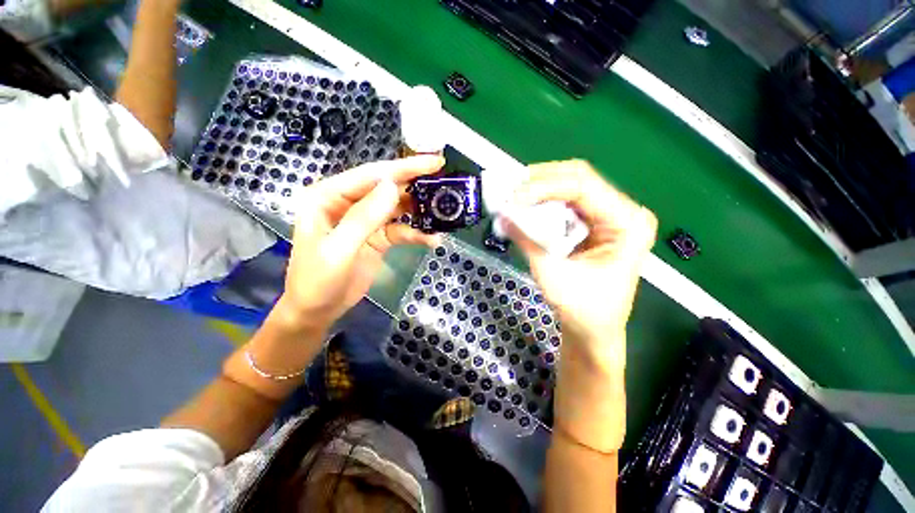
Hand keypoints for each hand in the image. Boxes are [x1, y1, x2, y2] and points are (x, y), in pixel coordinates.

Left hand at [275, 155, 443, 332]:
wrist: (318, 311)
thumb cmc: (317, 281)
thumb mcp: (338, 250)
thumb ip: (363, 218)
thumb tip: (392, 187)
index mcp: (329, 196)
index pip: (371, 175)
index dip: (404, 168)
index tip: (434, 163)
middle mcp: (348, 203)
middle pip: (387, 187)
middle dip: (416, 186)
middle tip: (446, 183)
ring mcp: (365, 220)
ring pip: (397, 208)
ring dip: (420, 211)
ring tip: (444, 213)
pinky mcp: (378, 237)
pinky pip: (401, 230)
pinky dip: (417, 233)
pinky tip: (432, 239)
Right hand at [506, 160, 656, 452]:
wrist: (594, 330)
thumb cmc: (582, 310)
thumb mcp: (551, 274)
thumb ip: (527, 241)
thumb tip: (502, 215)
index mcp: (627, 224)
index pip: (583, 187)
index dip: (544, 187)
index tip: (513, 196)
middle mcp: (624, 212)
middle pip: (579, 178)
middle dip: (541, 180)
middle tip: (510, 189)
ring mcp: (611, 215)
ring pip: (572, 185)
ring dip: (541, 187)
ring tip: (514, 195)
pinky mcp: (596, 222)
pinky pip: (568, 200)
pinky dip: (544, 200)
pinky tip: (527, 204)